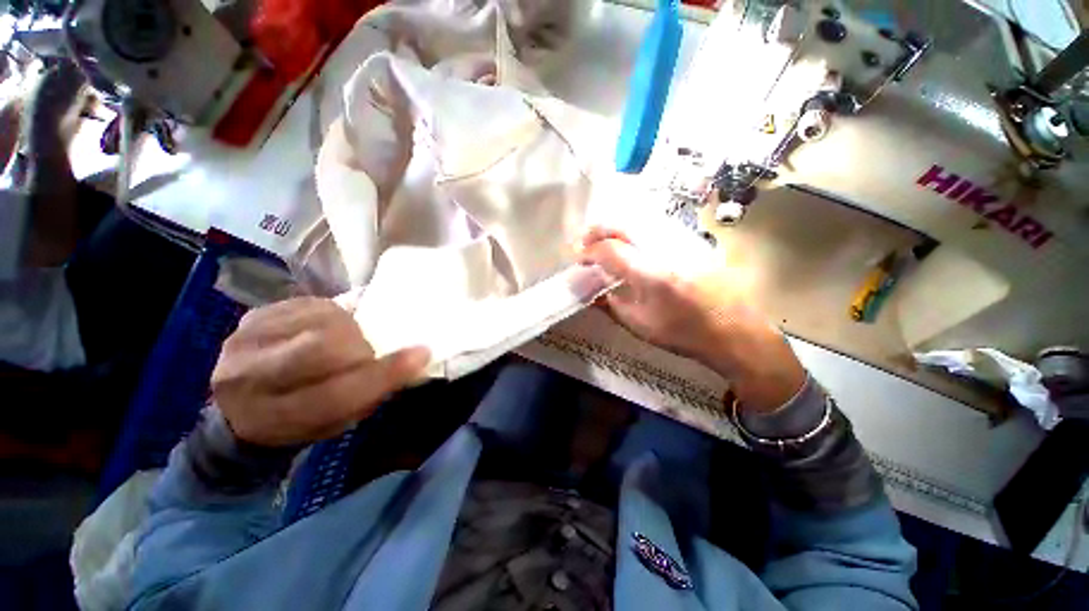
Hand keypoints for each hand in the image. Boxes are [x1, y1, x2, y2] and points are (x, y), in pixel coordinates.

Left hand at [210, 297, 429, 446]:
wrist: (241, 407)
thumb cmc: (299, 421)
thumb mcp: (335, 423)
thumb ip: (369, 394)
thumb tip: (414, 360)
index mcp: (274, 418)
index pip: (336, 395)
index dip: (384, 374)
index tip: (421, 354)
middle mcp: (251, 378)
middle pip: (323, 348)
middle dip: (360, 347)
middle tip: (368, 353)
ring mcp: (246, 339)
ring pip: (321, 321)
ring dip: (349, 329)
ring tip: (348, 340)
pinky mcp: (254, 315)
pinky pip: (312, 304)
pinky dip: (334, 315)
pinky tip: (329, 327)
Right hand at [577, 227, 804, 411]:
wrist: (734, 332)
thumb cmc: (684, 334)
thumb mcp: (640, 325)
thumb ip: (611, 305)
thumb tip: (592, 293)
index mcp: (649, 273)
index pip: (609, 250)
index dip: (588, 252)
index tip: (578, 259)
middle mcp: (664, 249)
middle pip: (623, 224)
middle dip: (597, 230)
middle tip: (584, 243)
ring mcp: (680, 241)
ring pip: (639, 219)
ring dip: (615, 227)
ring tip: (603, 240)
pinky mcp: (692, 242)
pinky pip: (655, 226)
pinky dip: (634, 229)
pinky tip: (630, 242)